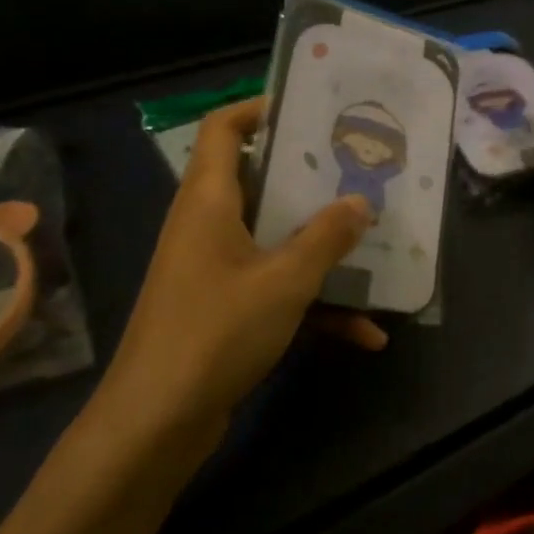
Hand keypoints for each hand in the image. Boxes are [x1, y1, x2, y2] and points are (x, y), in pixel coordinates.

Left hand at [98, 97, 385, 431]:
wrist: (156, 425)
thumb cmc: (215, 332)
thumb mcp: (284, 281)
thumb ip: (326, 238)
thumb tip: (361, 203)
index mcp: (209, 201)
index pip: (224, 129)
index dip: (261, 108)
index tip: (312, 108)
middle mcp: (208, 226)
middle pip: (260, 182)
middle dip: (312, 180)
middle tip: (361, 170)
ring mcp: (216, 270)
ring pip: (275, 239)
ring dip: (323, 247)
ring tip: (377, 243)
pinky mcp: (226, 310)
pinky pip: (278, 290)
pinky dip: (316, 304)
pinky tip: (367, 332)